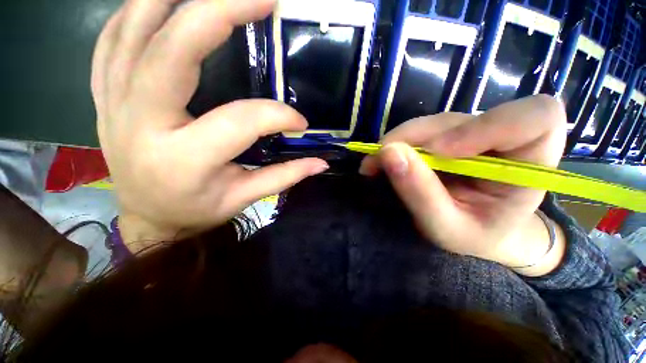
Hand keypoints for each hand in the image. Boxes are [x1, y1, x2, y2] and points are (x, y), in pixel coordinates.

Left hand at [92, 0, 327, 244]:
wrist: (148, 218)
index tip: (300, 122)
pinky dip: (135, 12)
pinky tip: (162, 4)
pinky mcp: (106, 96)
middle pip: (173, 51)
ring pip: (133, 31)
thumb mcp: (243, 198)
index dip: (277, 115)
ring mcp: (115, 103)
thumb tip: (320, 163)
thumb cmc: (196, 210)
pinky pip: (111, 41)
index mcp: (185, 159)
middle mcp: (142, 123)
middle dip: (220, 12)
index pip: (240, 121)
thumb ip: (283, 177)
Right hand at [360, 96, 566, 271]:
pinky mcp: (448, 136)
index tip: (439, 152)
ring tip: (375, 165)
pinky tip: (383, 160)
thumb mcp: (447, 227)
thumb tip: (388, 153)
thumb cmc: (475, 236)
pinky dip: (396, 144)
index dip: (486, 126)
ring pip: (433, 123)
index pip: (536, 117)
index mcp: (530, 164)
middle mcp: (504, 138)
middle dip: (414, 138)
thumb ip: (421, 194)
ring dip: (399, 141)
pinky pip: (420, 131)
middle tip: (379, 160)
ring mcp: (473, 133)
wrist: (478, 233)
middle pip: (461, 119)